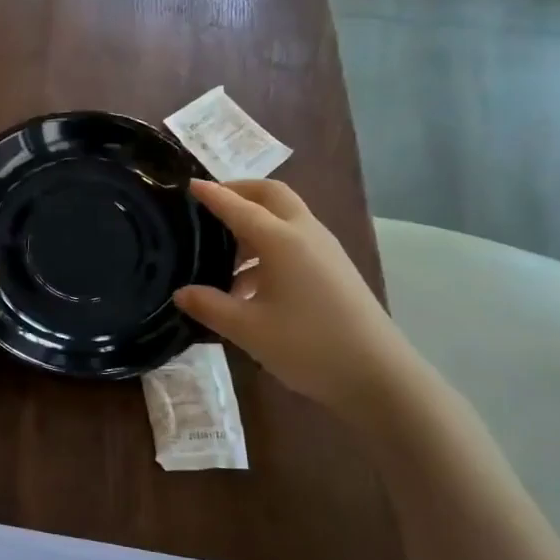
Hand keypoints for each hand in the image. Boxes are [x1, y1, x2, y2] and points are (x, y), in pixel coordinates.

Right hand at [173, 180, 430, 430]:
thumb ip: (210, 306)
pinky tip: (252, 284)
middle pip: (272, 195)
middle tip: (212, 203)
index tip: (189, 184)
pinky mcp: (334, 269)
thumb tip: (181, 292)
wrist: (378, 375)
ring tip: (225, 254)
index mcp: (282, 240)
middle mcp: (305, 234)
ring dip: (255, 222)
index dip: (213, 194)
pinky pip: (296, 240)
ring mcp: (325, 250)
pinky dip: (269, 245)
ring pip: (286, 217)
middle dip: (240, 191)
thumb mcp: (248, 329)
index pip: (239, 206)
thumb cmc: (308, 346)